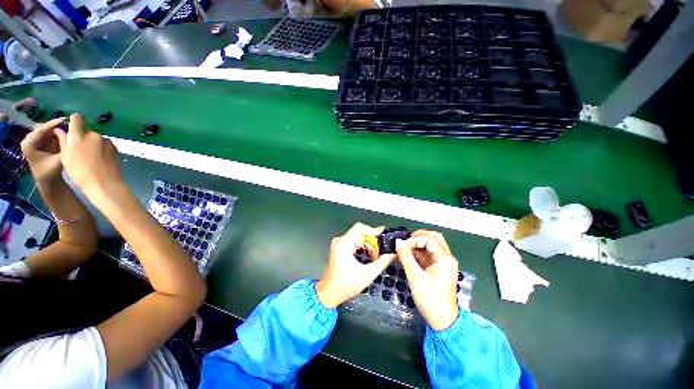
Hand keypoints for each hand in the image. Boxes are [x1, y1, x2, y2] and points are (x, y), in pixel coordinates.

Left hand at [20, 118, 65, 183]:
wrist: (48, 181)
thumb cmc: (51, 172)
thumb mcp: (58, 161)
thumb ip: (63, 147)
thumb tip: (70, 134)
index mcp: (28, 144)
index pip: (40, 130)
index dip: (53, 124)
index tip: (65, 119)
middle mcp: (28, 140)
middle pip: (44, 129)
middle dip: (56, 126)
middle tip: (69, 124)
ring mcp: (34, 141)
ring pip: (47, 131)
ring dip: (58, 129)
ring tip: (69, 128)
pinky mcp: (40, 142)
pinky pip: (49, 134)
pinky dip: (57, 133)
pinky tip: (66, 133)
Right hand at [54, 114, 122, 197]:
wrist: (104, 183)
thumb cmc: (80, 172)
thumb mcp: (65, 157)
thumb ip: (64, 141)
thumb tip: (60, 130)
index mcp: (78, 136)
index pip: (77, 118)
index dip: (74, 121)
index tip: (72, 126)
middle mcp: (93, 135)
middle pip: (87, 130)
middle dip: (83, 136)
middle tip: (80, 148)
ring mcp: (106, 141)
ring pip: (96, 138)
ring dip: (93, 143)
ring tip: (91, 156)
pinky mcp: (115, 148)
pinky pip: (105, 145)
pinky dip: (101, 149)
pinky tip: (100, 159)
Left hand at [316, 222, 395, 308]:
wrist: (329, 294)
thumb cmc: (346, 285)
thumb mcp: (367, 274)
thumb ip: (382, 262)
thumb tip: (393, 253)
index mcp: (344, 244)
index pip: (359, 228)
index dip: (373, 230)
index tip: (384, 235)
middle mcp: (340, 241)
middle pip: (360, 233)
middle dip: (372, 241)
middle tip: (381, 252)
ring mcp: (339, 244)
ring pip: (358, 238)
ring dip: (368, 245)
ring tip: (375, 257)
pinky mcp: (340, 248)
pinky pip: (354, 242)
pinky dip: (363, 247)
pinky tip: (369, 257)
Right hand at [396, 230, 458, 330]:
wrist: (441, 319)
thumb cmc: (429, 298)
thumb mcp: (415, 277)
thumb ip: (406, 257)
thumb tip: (398, 241)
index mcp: (445, 259)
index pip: (430, 240)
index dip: (414, 240)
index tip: (402, 245)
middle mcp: (447, 257)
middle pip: (434, 238)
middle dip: (419, 236)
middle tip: (406, 240)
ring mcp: (443, 262)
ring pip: (432, 244)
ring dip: (419, 242)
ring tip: (405, 245)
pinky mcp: (438, 267)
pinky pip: (429, 253)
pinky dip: (419, 250)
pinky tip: (409, 253)